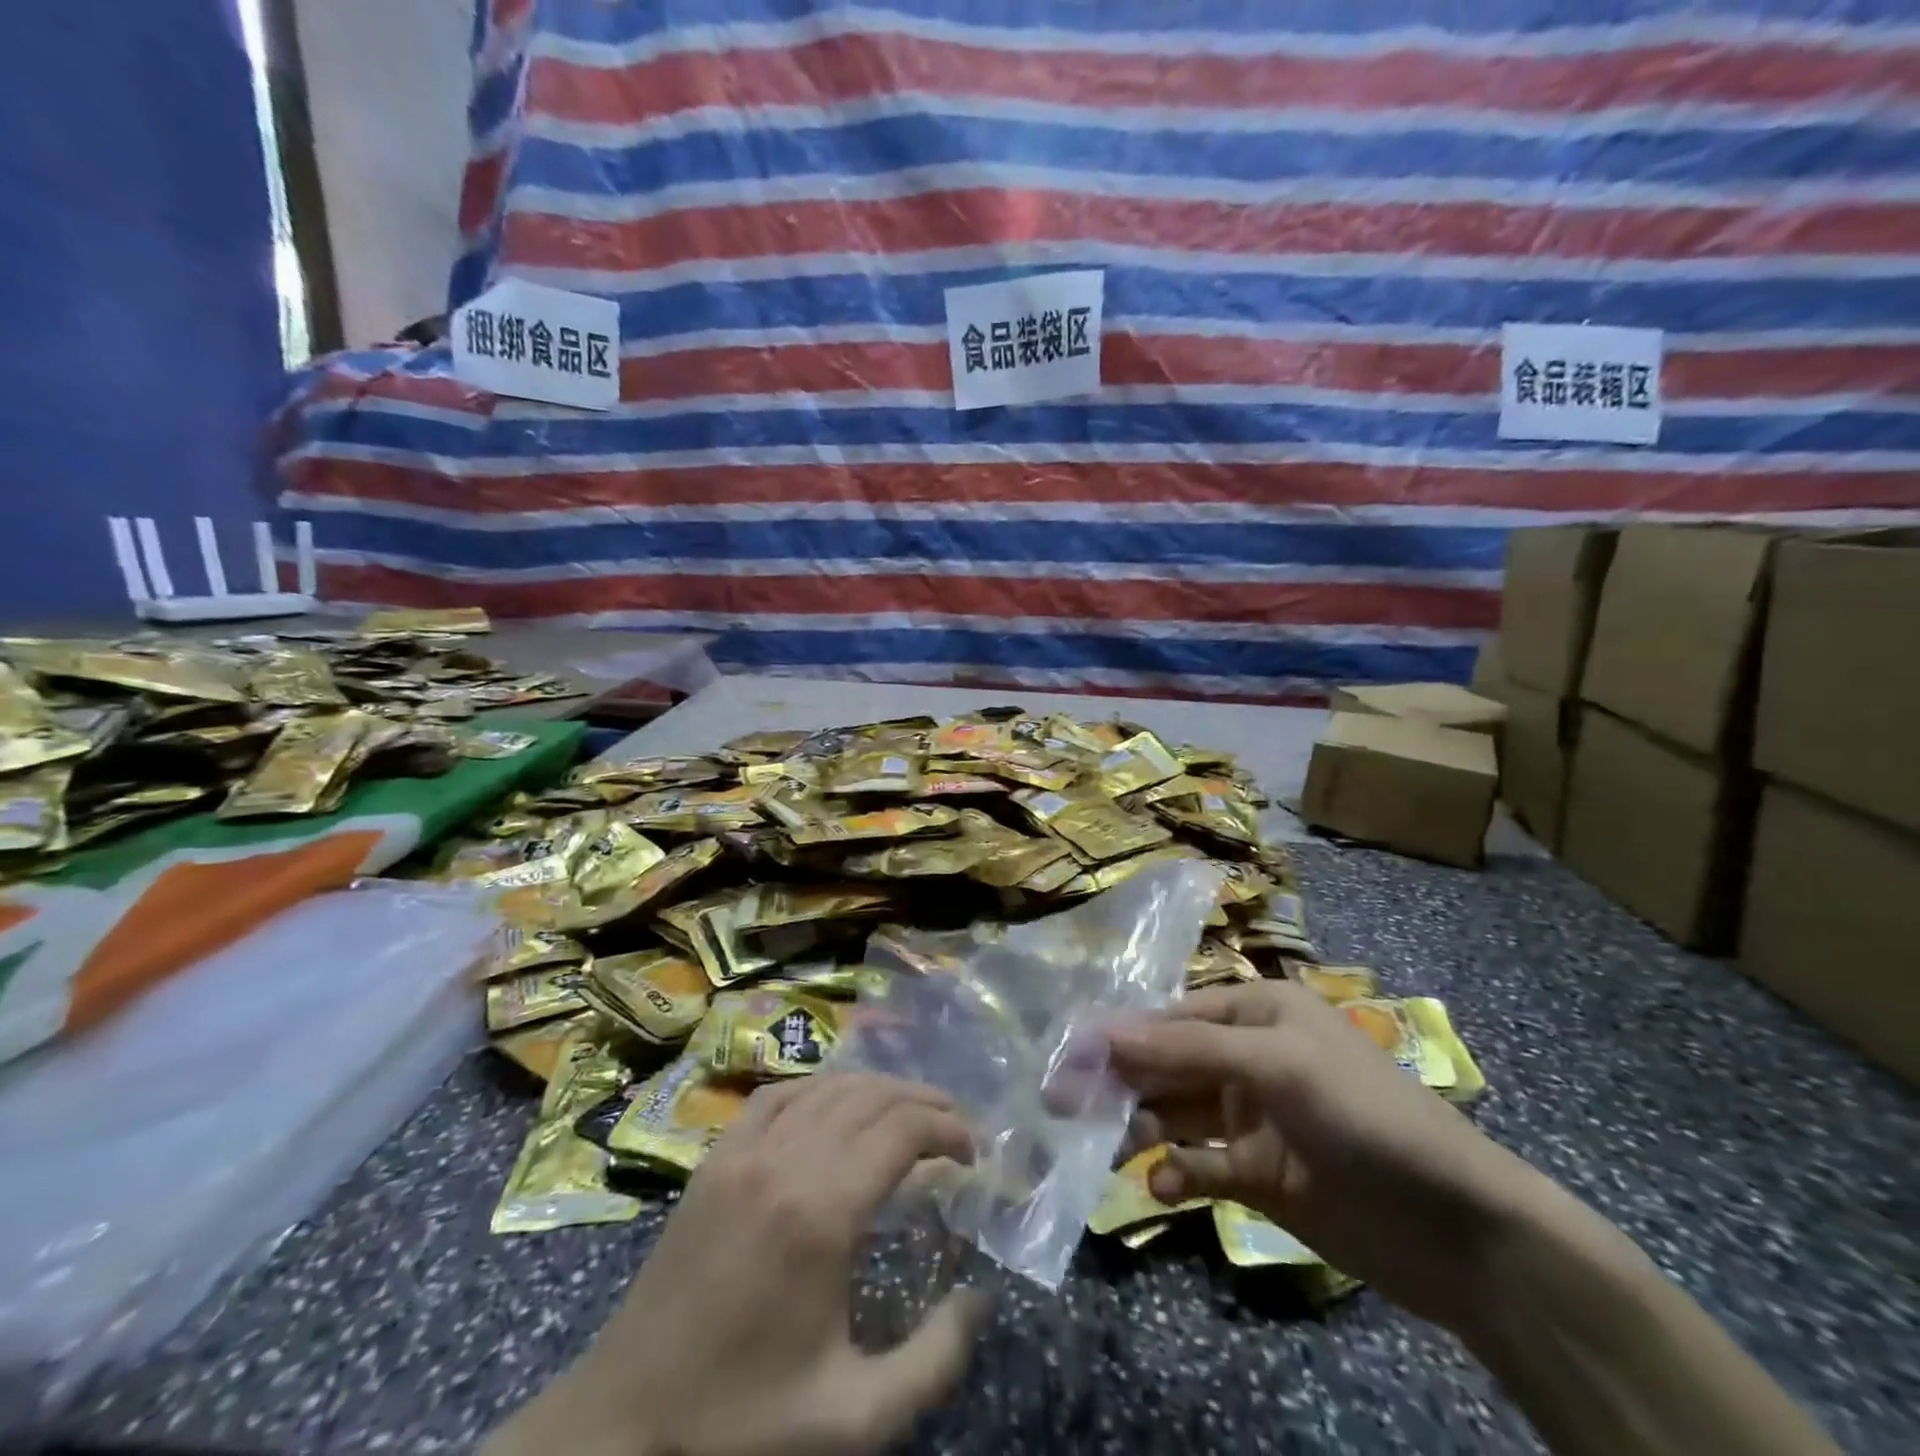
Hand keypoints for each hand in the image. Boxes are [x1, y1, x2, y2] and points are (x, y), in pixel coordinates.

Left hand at [485, 1073, 988, 1455]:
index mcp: (820, 1212)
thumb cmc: (742, 1421)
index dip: (947, 1128)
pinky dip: (819, 1088)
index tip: (973, 1152)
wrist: (625, 1425)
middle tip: (954, 1126)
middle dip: (922, 1102)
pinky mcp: (714, 1158)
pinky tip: (835, 1106)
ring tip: (908, 1113)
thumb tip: (978, 1298)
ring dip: (877, 1090)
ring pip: (827, 1086)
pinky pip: (777, 1095)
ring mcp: (743, 1151)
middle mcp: (784, 1160)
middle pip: (871, 1097)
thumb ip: (933, 1362)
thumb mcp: (854, 1419)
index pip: (901, 1130)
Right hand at [1106, 979, 1553, 1330]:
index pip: (1172, 1015)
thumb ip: (1186, 1046)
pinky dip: (1177, 1171)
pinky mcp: (1257, 1172)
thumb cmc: (1362, 1113)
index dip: (1122, 1034)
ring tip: (1109, 1145)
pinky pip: (1200, 1164)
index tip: (1069, 1055)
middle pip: (1168, 1062)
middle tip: (1064, 1103)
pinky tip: (1161, 1184)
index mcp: (1256, 1012)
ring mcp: (1252, 1116)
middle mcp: (1248, 1055)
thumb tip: (1101, 1031)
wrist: (1456, 1226)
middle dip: (1122, 1080)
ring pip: (1176, 1112)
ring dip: (1141, 1126)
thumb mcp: (1275, 1061)